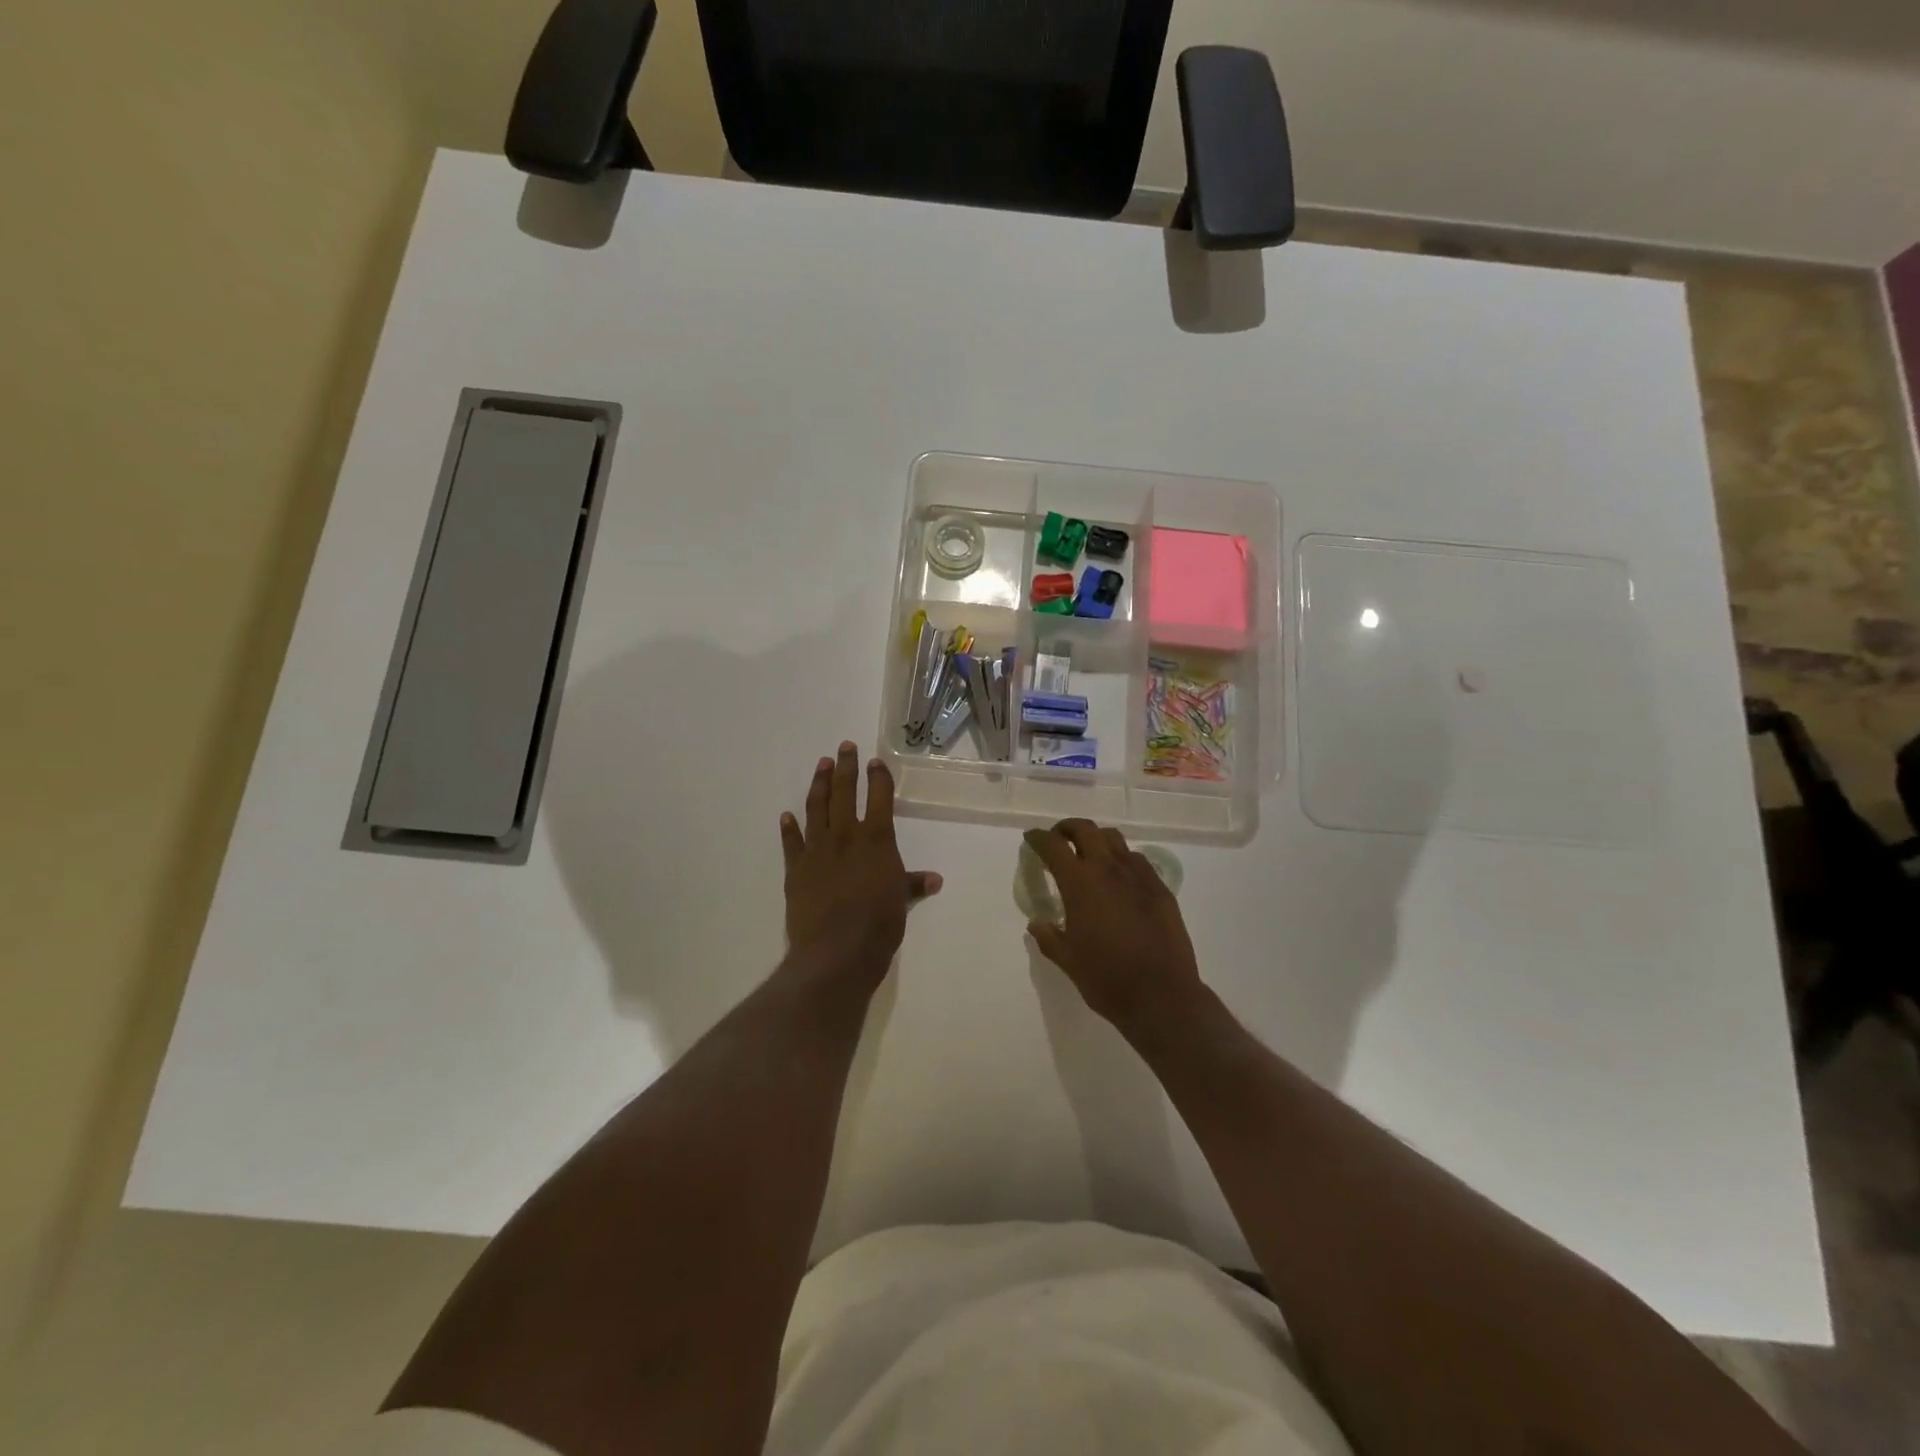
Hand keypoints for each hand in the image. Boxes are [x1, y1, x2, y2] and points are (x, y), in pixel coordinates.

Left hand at [780, 742, 941, 987]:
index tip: (875, 761)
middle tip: (844, 746)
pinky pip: (791, 841)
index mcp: (876, 839)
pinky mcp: (796, 868)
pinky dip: (789, 827)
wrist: (836, 951)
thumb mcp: (901, 902)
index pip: (879, 798)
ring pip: (817, 807)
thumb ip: (913, 884)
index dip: (878, 777)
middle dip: (846, 767)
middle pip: (845, 792)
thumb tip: (934, 879)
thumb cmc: (878, 924)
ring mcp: (817, 849)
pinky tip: (787, 815)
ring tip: (821, 765)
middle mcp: (846, 835)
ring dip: (820, 784)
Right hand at [1023, 819, 1201, 1032]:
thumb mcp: (1067, 960)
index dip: (1039, 838)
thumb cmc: (1106, 978)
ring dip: (1096, 840)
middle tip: (1058, 839)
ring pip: (1114, 840)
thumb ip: (1049, 937)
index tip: (1031, 838)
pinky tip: (1120, 879)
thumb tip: (1037, 923)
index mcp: (1080, 883)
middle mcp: (1109, 869)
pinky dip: (1122, 860)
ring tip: (1089, 855)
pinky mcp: (1161, 889)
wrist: (1162, 995)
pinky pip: (1137, 860)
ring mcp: (1139, 876)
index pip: (1054, 846)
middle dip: (1068, 829)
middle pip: (1086, 830)